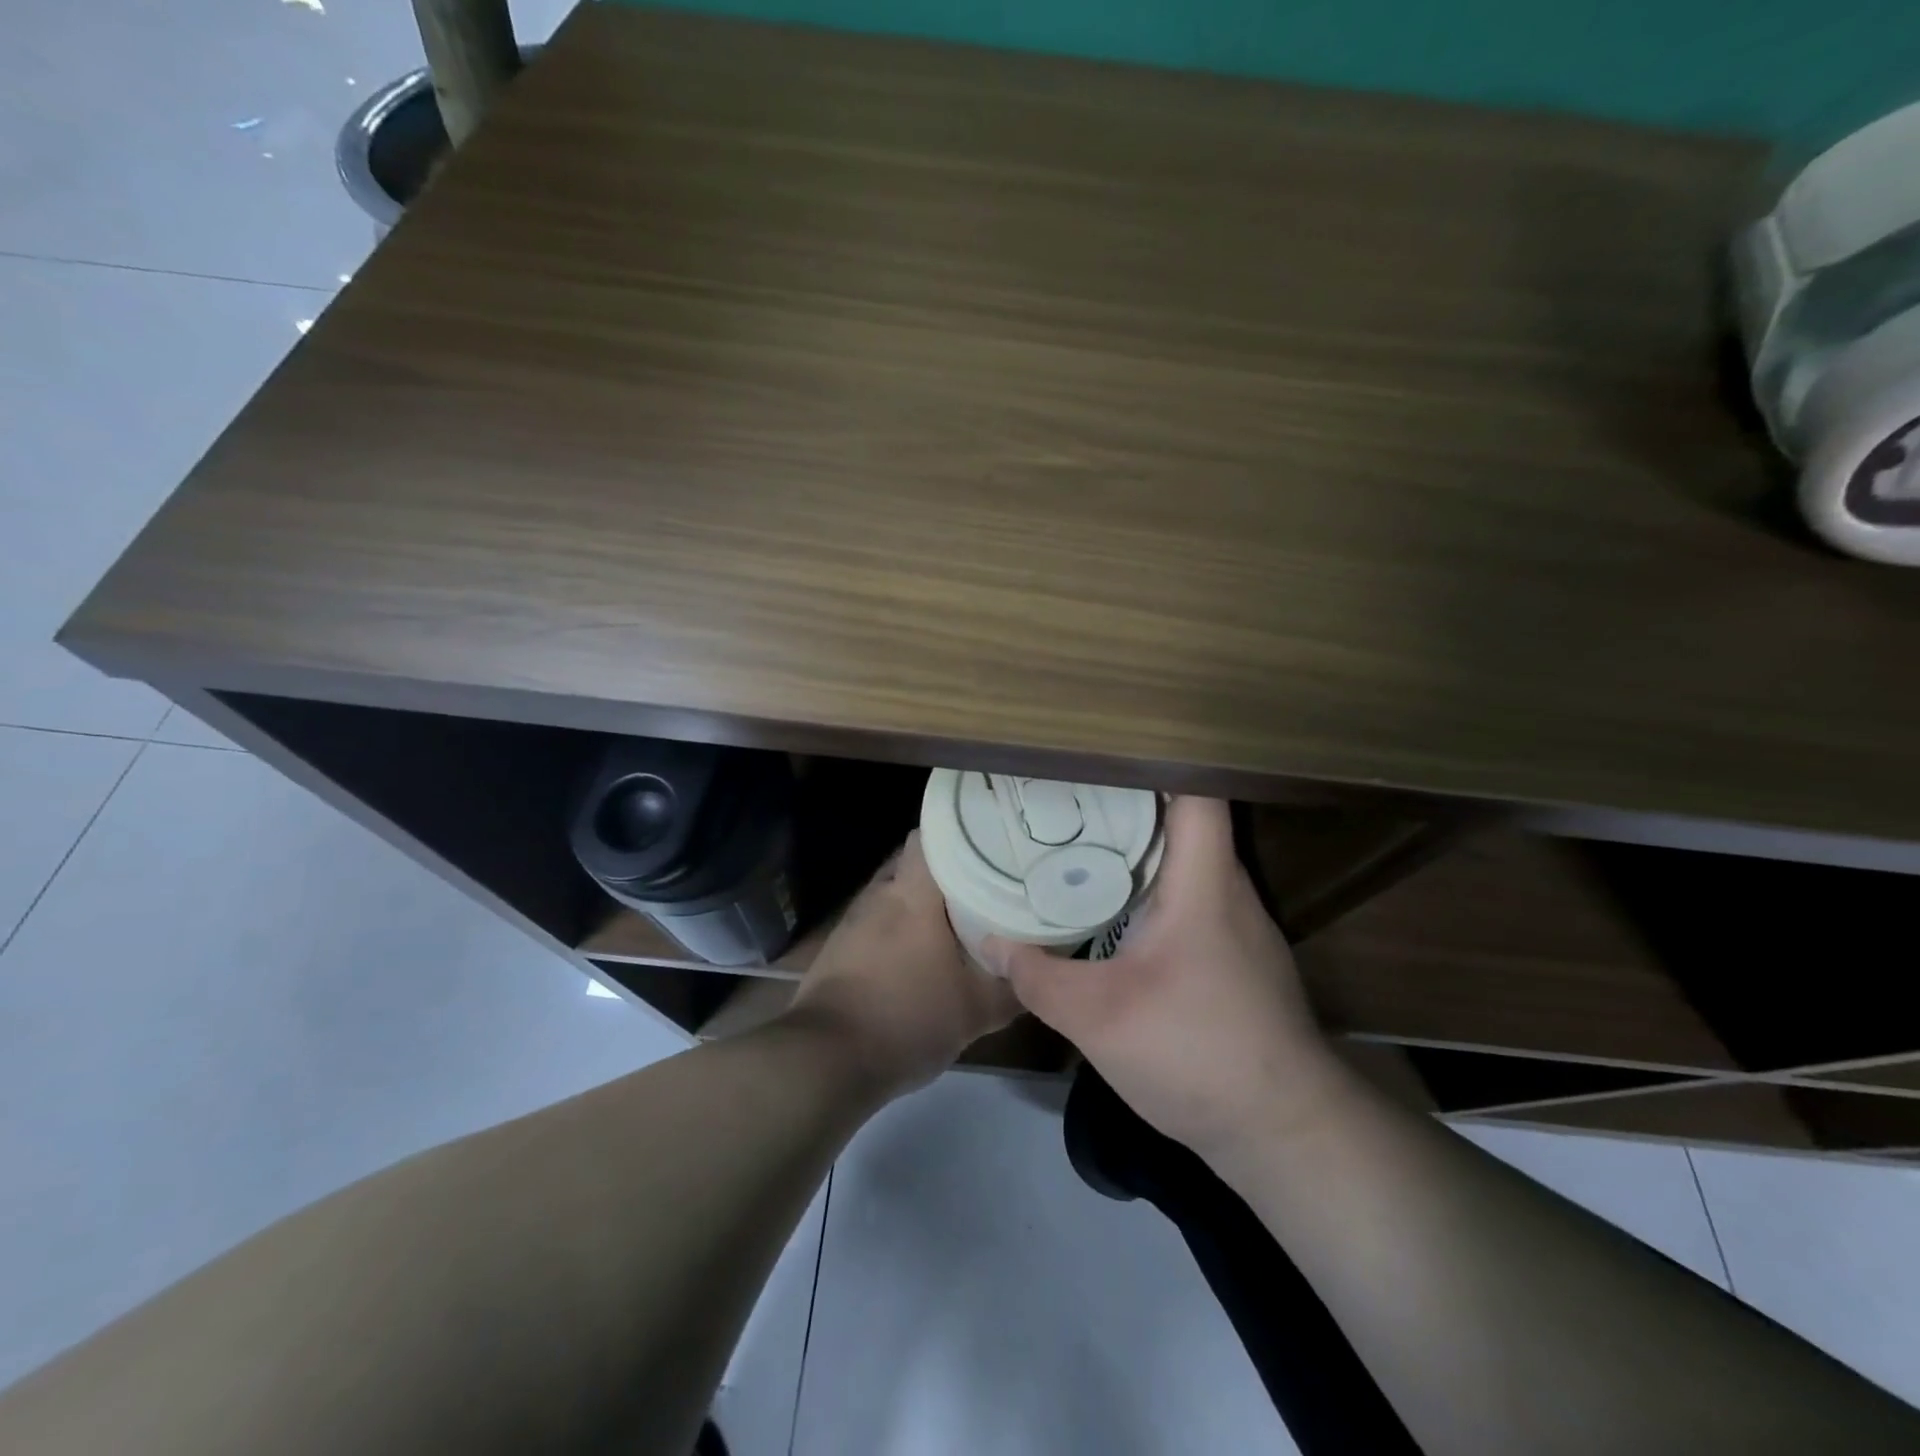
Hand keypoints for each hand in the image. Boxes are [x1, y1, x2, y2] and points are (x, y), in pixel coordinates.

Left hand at [787, 831, 1019, 1094]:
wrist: (826, 1061)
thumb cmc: (907, 1019)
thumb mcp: (975, 1012)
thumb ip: (1012, 987)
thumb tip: (1039, 970)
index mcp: (913, 893)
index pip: (932, 833)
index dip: (963, 832)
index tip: (992, 841)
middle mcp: (881, 893)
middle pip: (917, 862)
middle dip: (950, 871)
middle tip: (987, 884)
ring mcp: (855, 918)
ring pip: (898, 892)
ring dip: (923, 902)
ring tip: (960, 918)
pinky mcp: (840, 946)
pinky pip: (879, 920)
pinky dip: (902, 928)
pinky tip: (921, 954)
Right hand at [984, 797, 1339, 1160]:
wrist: (1284, 1132)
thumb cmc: (1197, 1053)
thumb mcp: (1097, 1017)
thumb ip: (1038, 975)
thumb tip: (990, 940)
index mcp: (1204, 880)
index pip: (1195, 791)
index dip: (1152, 762)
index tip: (1095, 757)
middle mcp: (1226, 888)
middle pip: (1182, 819)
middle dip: (1124, 803)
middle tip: (1063, 797)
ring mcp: (1235, 923)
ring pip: (1183, 860)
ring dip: (1136, 847)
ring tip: (1076, 841)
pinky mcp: (1233, 954)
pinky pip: (1187, 896)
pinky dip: (1148, 887)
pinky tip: (1110, 908)